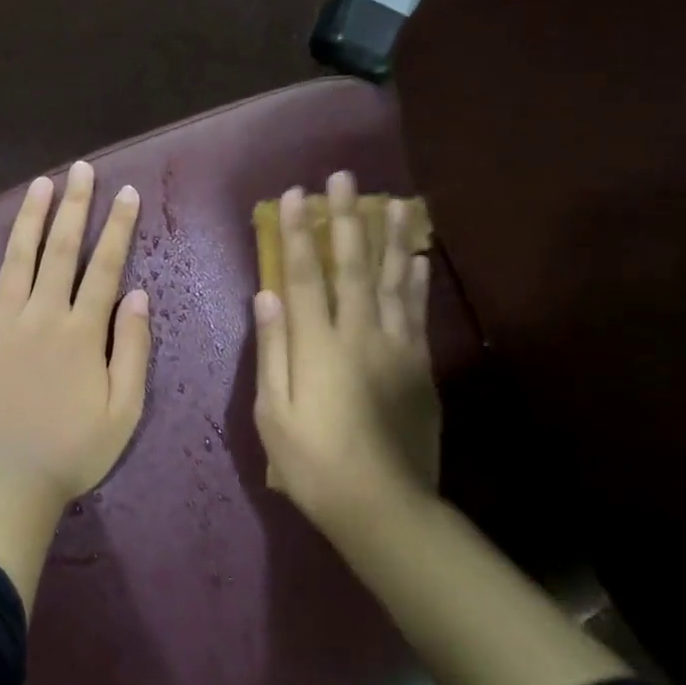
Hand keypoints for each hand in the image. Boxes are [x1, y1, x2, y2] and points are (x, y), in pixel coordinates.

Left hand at [0, 161, 152, 508]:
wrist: (8, 484)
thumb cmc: (72, 452)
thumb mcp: (124, 411)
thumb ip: (134, 350)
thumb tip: (139, 295)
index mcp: (83, 332)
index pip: (106, 266)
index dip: (118, 226)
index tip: (127, 193)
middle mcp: (42, 314)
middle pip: (62, 249)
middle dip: (75, 206)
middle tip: (82, 170)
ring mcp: (0, 322)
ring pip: (17, 257)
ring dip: (30, 217)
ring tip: (41, 184)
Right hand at [252, 171, 441, 547]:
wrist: (383, 506)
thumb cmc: (313, 463)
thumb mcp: (273, 413)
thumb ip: (272, 350)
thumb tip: (266, 296)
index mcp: (317, 347)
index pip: (303, 277)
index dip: (297, 234)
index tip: (294, 196)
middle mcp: (359, 335)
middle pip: (351, 266)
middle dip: (346, 219)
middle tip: (345, 178)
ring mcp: (395, 347)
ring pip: (393, 280)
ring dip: (390, 236)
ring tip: (395, 200)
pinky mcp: (420, 364)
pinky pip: (418, 310)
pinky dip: (417, 279)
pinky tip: (417, 256)